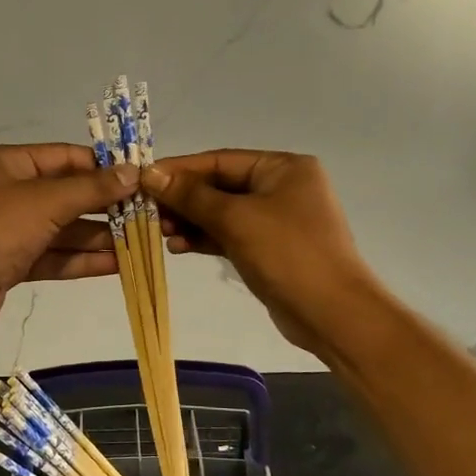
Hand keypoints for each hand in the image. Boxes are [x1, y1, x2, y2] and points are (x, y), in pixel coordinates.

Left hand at [0, 144, 136, 334]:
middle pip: (64, 195)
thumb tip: (133, 172)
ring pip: (61, 229)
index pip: (63, 157)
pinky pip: (52, 255)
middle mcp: (5, 191)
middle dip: (103, 207)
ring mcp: (7, 229)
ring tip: (139, 243)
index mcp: (6, 163)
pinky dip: (81, 259)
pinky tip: (117, 265)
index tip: (137, 178)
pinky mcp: (10, 262)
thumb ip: (92, 188)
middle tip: (144, 215)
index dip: (101, 167)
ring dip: (97, 237)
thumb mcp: (48, 201)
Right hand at [142, 150, 381, 356]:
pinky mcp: (269, 249)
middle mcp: (281, 187)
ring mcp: (276, 220)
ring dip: (190, 221)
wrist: (333, 314)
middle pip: (220, 186)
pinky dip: (205, 238)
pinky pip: (230, 235)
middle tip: (147, 211)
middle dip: (183, 199)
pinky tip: (178, 246)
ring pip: (222, 213)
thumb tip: (151, 173)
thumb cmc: (288, 254)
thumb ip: (192, 196)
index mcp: (283, 167)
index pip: (220, 160)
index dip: (180, 170)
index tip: (142, 179)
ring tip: (159, 232)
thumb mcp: (237, 219)